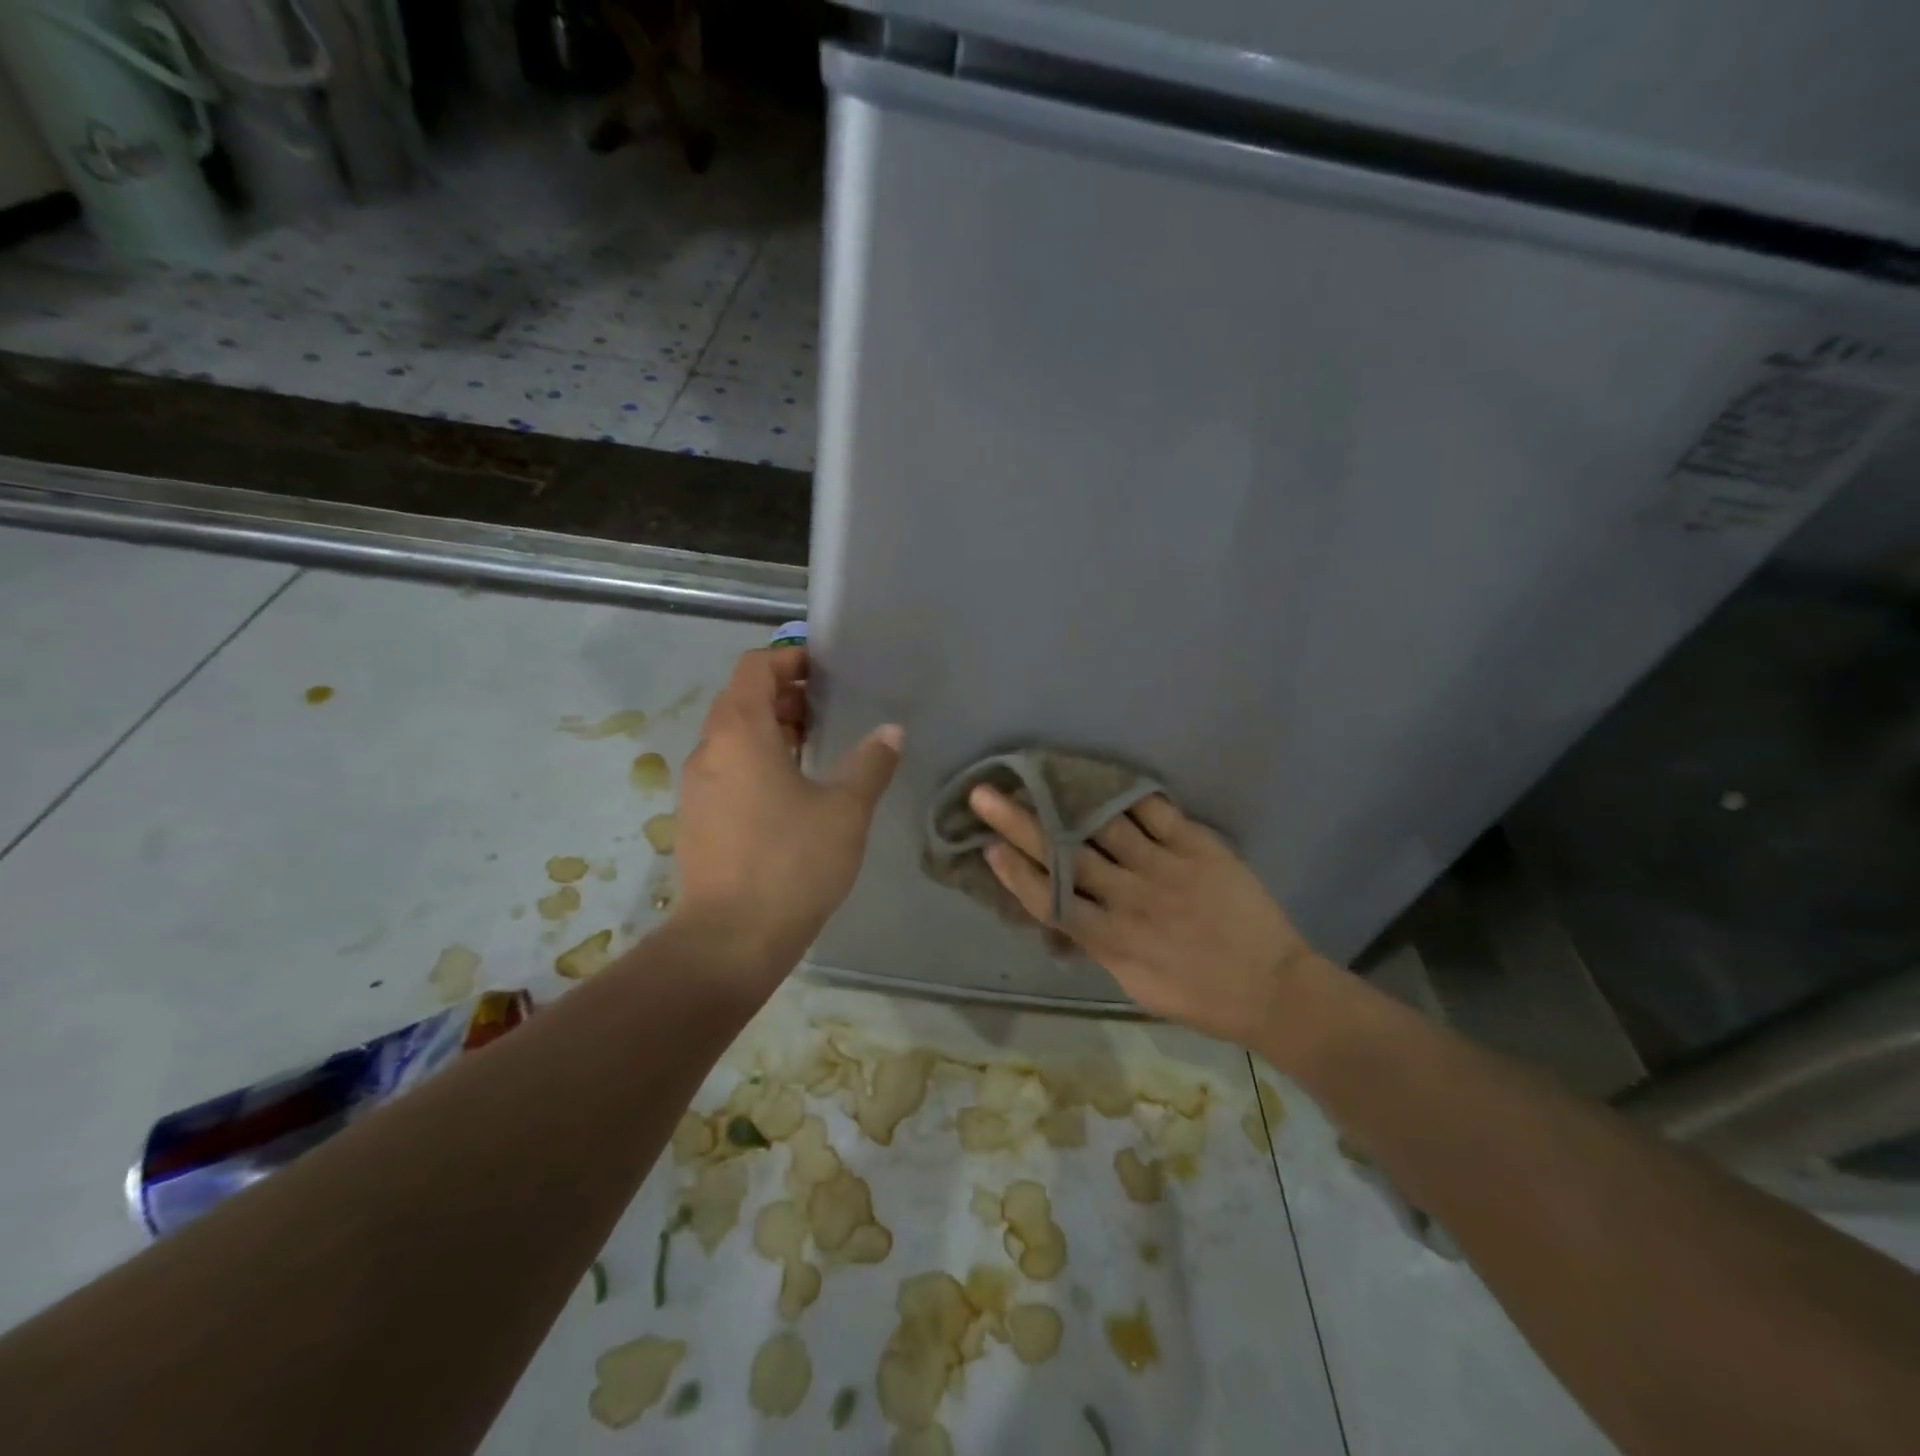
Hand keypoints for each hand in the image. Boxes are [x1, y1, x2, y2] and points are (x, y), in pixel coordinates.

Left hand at [673, 647, 901, 973]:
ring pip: (732, 737)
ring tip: (816, 745)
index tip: (825, 671)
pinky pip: (727, 769)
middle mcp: (709, 750)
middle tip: (829, 709)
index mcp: (739, 732)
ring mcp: (697, 786)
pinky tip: (792, 790)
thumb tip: (891, 731)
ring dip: (771, 730)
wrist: (730, 939)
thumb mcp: (845, 809)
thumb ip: (871, 762)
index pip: (754, 668)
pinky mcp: (697, 818)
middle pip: (741, 699)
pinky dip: (757, 761)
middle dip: (784, 695)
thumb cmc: (792, 862)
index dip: (789, 659)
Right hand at [969, 784, 1333, 1047]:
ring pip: (1104, 827)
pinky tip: (1101, 776)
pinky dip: (1126, 794)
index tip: (988, 847)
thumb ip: (1099, 944)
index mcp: (1111, 940)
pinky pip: (1154, 812)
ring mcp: (1164, 868)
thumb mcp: (1135, 984)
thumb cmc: (1199, 995)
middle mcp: (1129, 899)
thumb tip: (1067, 913)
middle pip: (1066, 855)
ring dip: (1065, 800)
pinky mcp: (1197, 847)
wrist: (1273, 988)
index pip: (1050, 901)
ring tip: (1037, 774)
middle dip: (1021, 823)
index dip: (1015, 873)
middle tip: (985, 794)